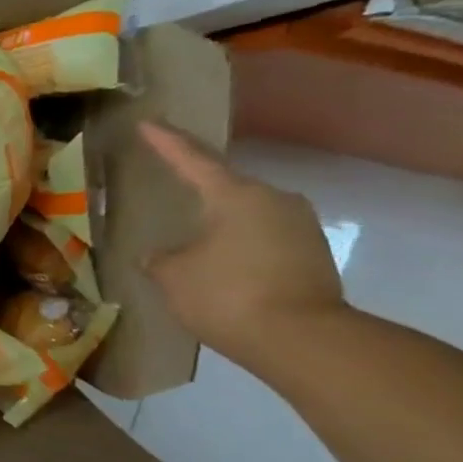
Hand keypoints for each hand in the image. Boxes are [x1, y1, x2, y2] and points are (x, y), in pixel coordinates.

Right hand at [139, 122, 344, 370]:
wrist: (301, 339)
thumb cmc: (227, 295)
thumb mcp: (174, 276)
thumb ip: (161, 259)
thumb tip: (159, 255)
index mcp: (235, 195)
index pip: (192, 160)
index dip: (166, 142)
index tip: (149, 122)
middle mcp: (274, 199)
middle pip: (226, 188)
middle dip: (198, 193)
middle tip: (171, 195)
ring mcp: (300, 225)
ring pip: (247, 215)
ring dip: (220, 226)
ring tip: (194, 242)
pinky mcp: (313, 254)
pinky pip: (264, 240)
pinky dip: (239, 248)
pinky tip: (222, 268)